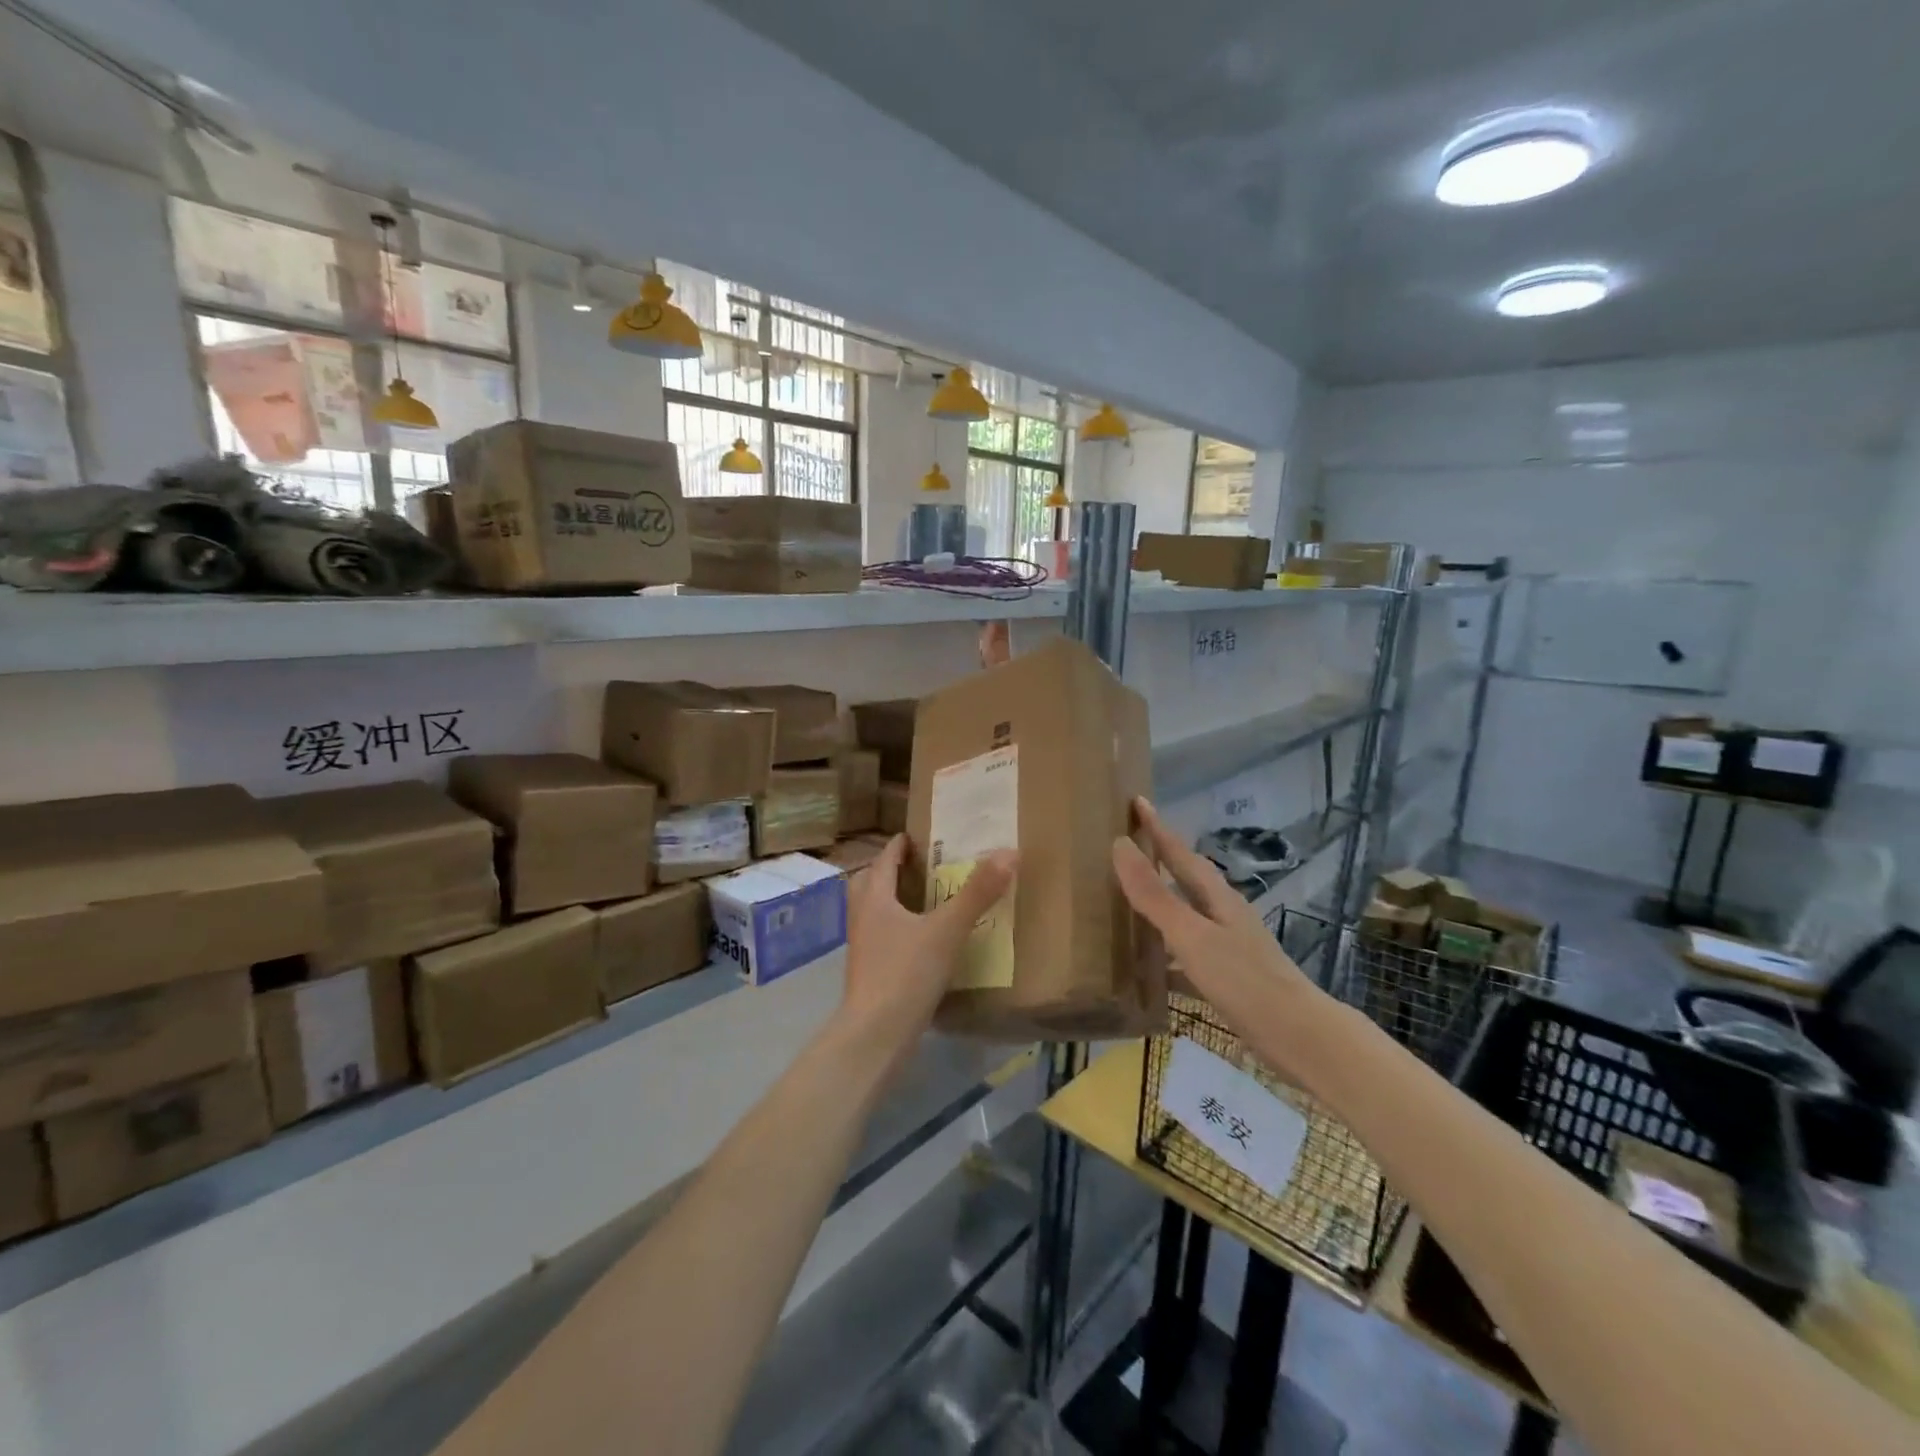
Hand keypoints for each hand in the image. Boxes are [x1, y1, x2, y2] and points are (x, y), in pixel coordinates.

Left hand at [837, 834, 1016, 1066]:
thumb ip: (977, 893)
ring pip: (873, 912)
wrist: (875, 1035)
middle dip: (890, 871)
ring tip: (923, 901)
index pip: (884, 860)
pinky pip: (882, 938)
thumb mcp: (947, 930)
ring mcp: (862, 948)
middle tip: (919, 866)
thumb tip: (1009, 852)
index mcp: (874, 898)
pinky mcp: (869, 973)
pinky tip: (922, 941)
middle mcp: (862, 917)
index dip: (899, 845)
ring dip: (892, 901)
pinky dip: (898, 930)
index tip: (915, 836)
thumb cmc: (906, 973)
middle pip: (870, 883)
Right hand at [1111, 798, 1323, 1068]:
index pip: (1180, 852)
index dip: (1157, 828)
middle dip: (1160, 859)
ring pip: (1187, 914)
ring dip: (1161, 904)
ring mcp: (1228, 946)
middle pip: (1186, 878)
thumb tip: (1120, 843)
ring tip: (1129, 900)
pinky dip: (1166, 952)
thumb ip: (1155, 894)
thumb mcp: (1191, 935)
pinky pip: (1187, 953)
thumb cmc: (1244, 980)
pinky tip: (1149, 968)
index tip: (1137, 800)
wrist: (1299, 1037)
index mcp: (1216, 897)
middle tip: (1129, 843)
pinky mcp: (1229, 977)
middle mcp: (1223, 914)